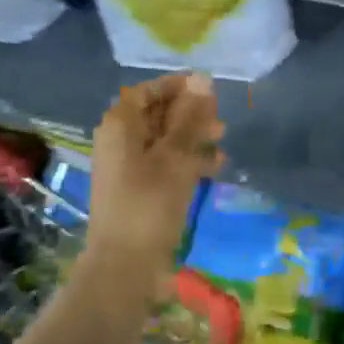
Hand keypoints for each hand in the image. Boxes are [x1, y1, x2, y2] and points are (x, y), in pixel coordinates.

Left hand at [86, 72, 223, 268]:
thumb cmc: (149, 203)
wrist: (126, 264)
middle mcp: (120, 141)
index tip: (209, 88)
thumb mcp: (175, 156)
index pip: (147, 91)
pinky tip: (215, 167)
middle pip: (157, 113)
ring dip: (194, 136)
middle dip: (190, 113)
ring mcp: (129, 167)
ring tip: (223, 141)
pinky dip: (189, 160)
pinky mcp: (141, 189)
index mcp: (120, 126)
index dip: (176, 86)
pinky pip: (166, 163)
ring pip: (165, 139)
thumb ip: (190, 118)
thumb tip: (202, 79)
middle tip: (220, 118)